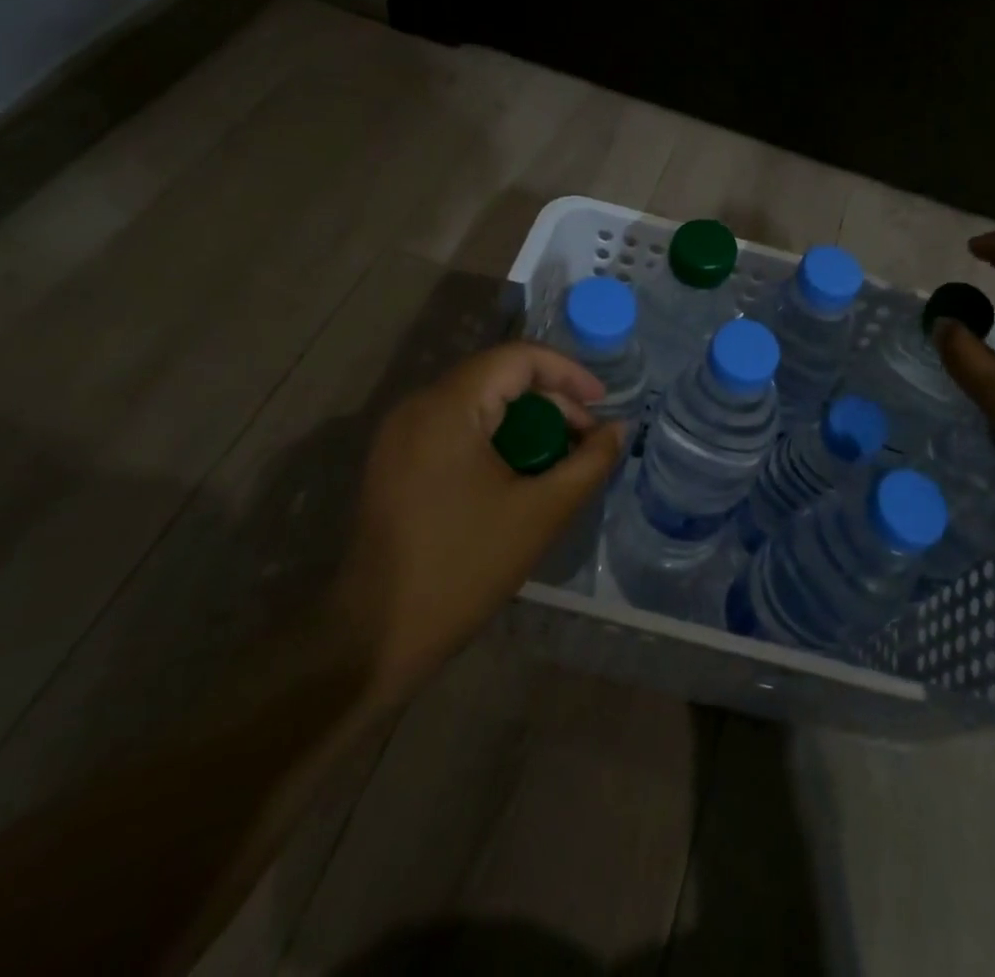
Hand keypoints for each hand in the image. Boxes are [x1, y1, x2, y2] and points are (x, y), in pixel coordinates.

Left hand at [329, 343, 627, 704]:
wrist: (374, 637)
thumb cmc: (463, 568)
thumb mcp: (542, 512)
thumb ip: (589, 462)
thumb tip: (619, 428)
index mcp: (447, 407)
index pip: (518, 358)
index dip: (568, 373)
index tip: (602, 406)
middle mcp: (417, 407)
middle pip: (498, 377)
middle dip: (551, 403)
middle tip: (586, 442)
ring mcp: (400, 435)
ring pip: (479, 404)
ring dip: (526, 424)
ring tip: (559, 463)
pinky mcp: (395, 462)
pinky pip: (457, 429)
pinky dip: (496, 440)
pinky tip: (519, 477)